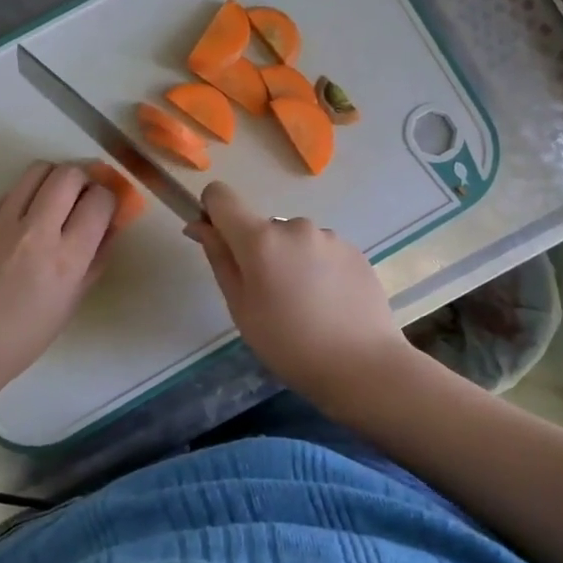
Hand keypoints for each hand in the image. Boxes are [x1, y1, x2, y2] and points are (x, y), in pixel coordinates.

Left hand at [0, 162, 116, 389]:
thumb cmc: (26, 336)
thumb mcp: (73, 301)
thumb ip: (96, 258)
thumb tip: (111, 225)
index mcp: (66, 259)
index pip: (99, 201)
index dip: (110, 198)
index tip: (108, 206)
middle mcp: (37, 232)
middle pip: (69, 174)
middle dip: (86, 177)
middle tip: (86, 194)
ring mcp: (3, 224)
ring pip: (37, 170)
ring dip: (56, 177)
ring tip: (58, 196)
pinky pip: (11, 191)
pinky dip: (29, 193)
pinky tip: (29, 213)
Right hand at [185, 181, 411, 395]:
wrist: (363, 366)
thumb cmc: (289, 344)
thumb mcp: (241, 308)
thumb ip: (219, 259)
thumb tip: (199, 225)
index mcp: (260, 239)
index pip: (221, 196)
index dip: (213, 212)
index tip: (220, 243)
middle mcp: (295, 225)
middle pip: (261, 227)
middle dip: (258, 252)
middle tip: (270, 298)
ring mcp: (329, 236)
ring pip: (294, 240)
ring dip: (290, 260)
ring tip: (305, 305)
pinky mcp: (354, 250)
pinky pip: (322, 251)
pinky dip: (317, 269)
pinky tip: (329, 304)